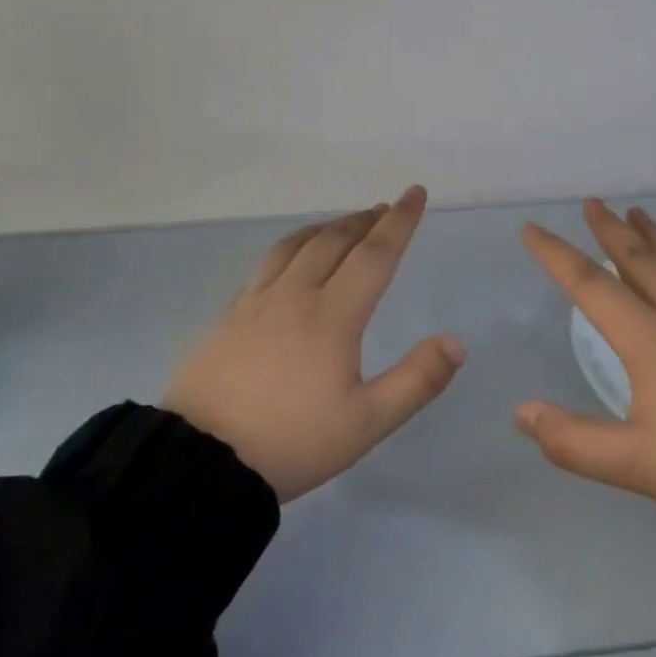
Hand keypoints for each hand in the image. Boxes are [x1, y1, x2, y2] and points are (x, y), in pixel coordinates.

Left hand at [164, 186, 465, 501]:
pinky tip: (290, 258)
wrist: (199, 463)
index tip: (415, 193)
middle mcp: (294, 296)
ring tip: (345, 224)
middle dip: (365, 220)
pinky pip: (267, 263)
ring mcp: (255, 303)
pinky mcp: (228, 318)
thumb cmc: (291, 442)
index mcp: (332, 316)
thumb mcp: (366, 423)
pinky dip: (292, 246)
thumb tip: (457, 342)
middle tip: (385, 209)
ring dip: (327, 227)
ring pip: (296, 246)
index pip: (374, 255)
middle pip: (334, 241)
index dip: (399, 222)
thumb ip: (416, 381)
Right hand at [516, 200, 655, 548]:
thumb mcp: (633, 463)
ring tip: (637, 214)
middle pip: (639, 258)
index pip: (591, 285)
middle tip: (592, 202)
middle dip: (610, 228)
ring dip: (651, 237)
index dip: (556, 255)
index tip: (532, 229)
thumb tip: (521, 412)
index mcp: (650, 339)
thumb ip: (571, 440)